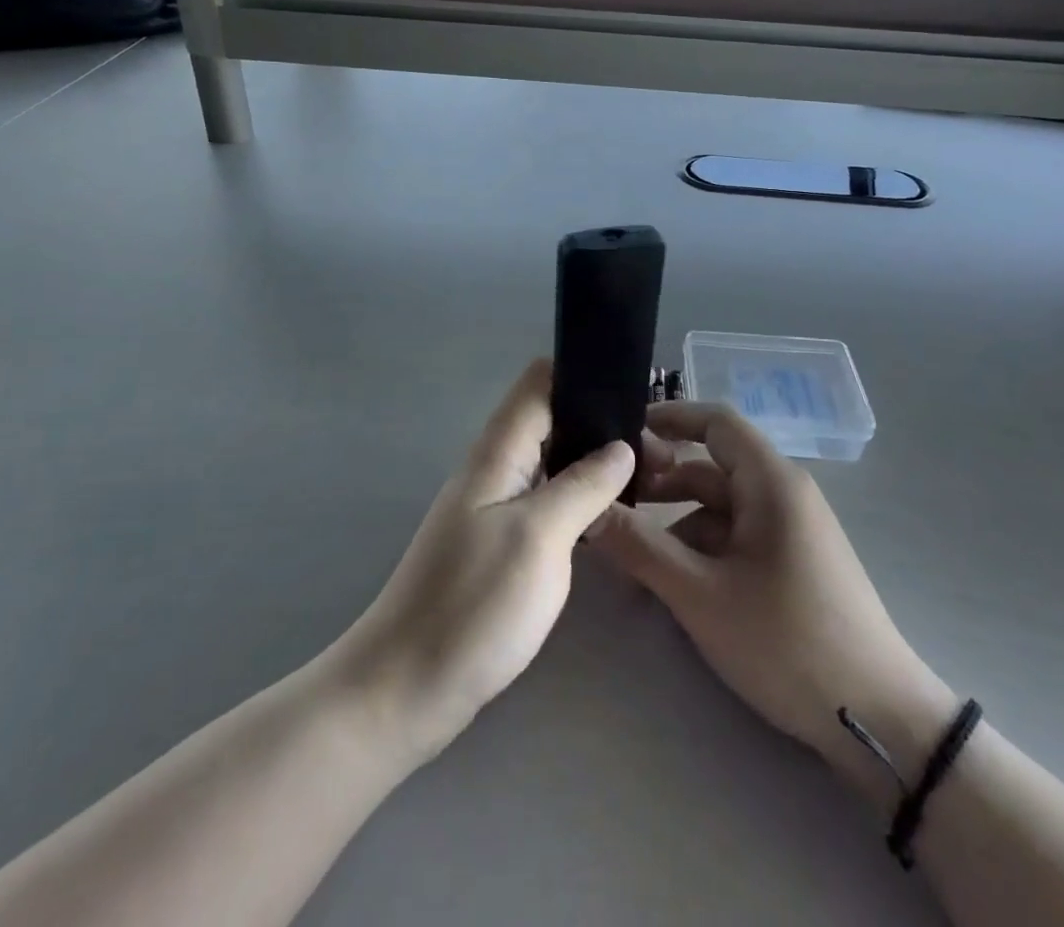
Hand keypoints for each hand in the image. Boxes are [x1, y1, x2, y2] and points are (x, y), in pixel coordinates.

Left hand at [335, 359, 635, 762]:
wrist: (405, 688)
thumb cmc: (473, 606)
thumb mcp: (539, 538)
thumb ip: (582, 485)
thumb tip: (621, 447)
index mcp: (497, 452)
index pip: (540, 382)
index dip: (585, 376)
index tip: (637, 396)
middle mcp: (494, 467)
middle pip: (552, 419)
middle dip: (602, 425)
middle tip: (659, 456)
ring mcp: (495, 506)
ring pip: (552, 461)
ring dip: (595, 463)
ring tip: (649, 482)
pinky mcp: (499, 542)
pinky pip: (546, 500)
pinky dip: (579, 498)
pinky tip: (610, 518)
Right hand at [592, 403, 955, 791]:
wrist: (878, 721)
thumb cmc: (786, 641)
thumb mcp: (701, 594)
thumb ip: (639, 546)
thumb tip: (587, 510)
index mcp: (770, 481)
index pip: (715, 422)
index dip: (668, 417)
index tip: (619, 432)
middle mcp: (782, 494)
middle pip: (710, 467)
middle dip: (660, 479)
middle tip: (608, 498)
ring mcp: (789, 531)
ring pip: (718, 508)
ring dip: (674, 521)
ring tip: (626, 548)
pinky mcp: (790, 565)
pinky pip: (734, 538)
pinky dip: (698, 548)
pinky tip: (667, 580)